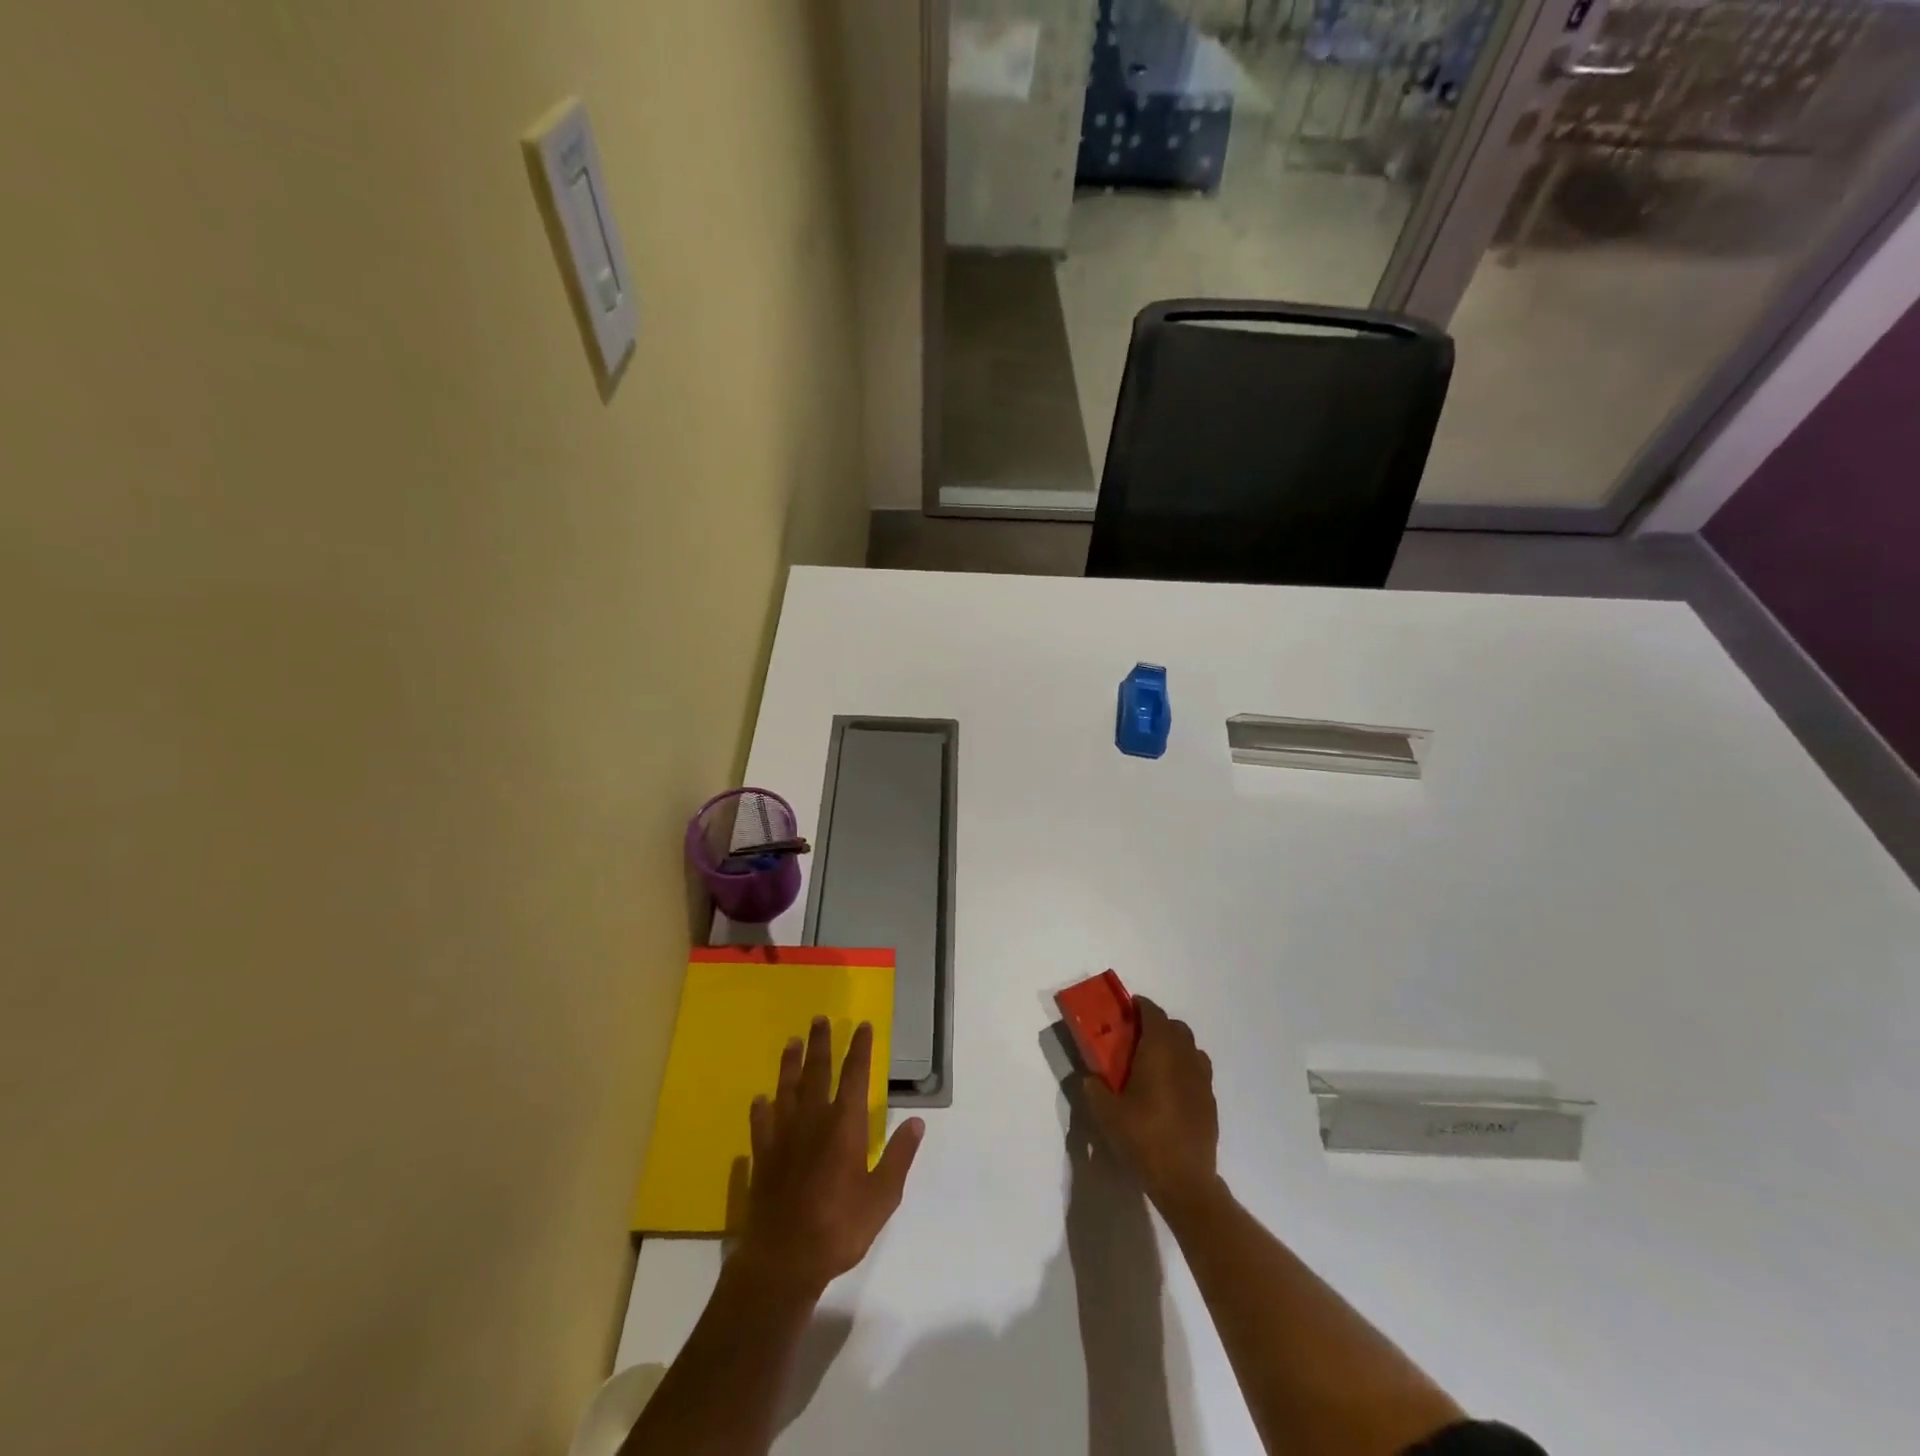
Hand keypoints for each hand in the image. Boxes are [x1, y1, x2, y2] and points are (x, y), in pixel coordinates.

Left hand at [736, 1017, 924, 1297]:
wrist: (783, 1260)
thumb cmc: (839, 1227)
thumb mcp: (882, 1197)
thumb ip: (899, 1156)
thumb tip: (916, 1121)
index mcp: (844, 1126)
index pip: (854, 1076)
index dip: (859, 1049)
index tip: (862, 1025)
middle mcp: (812, 1120)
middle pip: (817, 1072)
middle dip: (821, 1044)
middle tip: (819, 1019)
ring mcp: (783, 1137)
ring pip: (786, 1089)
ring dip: (790, 1064)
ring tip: (791, 1042)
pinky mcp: (763, 1157)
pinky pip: (761, 1124)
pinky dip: (761, 1109)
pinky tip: (760, 1099)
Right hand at [1081, 997, 1218, 1209]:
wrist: (1184, 1181)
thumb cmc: (1142, 1137)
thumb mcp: (1105, 1113)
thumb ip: (1092, 1087)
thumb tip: (1090, 1077)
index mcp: (1159, 1051)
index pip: (1154, 1014)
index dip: (1141, 1006)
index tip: (1127, 1009)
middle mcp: (1185, 1058)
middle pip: (1176, 1027)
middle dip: (1158, 1025)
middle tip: (1137, 1037)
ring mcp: (1202, 1081)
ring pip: (1191, 1049)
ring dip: (1175, 1046)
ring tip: (1155, 1062)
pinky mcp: (1211, 1103)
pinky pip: (1198, 1072)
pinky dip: (1185, 1069)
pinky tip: (1171, 1090)